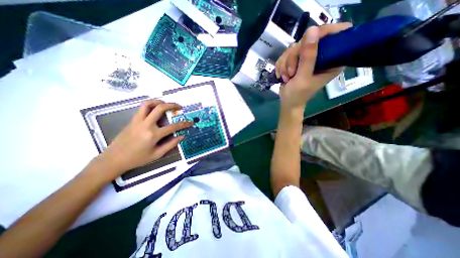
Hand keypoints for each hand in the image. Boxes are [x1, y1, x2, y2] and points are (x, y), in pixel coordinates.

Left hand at [94, 99, 192, 180]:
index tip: (190, 122)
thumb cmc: (137, 159)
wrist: (114, 159)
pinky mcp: (132, 120)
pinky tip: (156, 109)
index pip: (173, 126)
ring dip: (159, 101)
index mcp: (153, 135)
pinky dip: (151, 105)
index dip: (184, 124)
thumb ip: (171, 144)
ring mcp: (138, 121)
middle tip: (179, 107)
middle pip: (161, 108)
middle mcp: (146, 124)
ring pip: (148, 104)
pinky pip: (142, 108)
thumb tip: (181, 136)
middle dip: (173, 105)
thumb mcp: (157, 154)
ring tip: (166, 104)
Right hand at [276, 23, 352, 109]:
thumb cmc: (298, 94)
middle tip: (291, 72)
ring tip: (287, 77)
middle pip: (308, 39)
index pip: (337, 33)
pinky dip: (281, 65)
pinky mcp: (296, 60)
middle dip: (294, 57)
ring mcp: (308, 57)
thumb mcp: (303, 77)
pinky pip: (286, 54)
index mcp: (333, 60)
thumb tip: (312, 30)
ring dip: (286, 63)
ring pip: (294, 47)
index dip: (323, 33)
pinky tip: (282, 75)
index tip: (307, 43)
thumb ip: (308, 56)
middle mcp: (322, 55)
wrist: (287, 102)